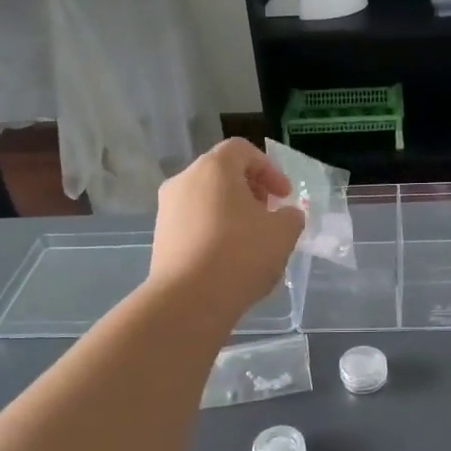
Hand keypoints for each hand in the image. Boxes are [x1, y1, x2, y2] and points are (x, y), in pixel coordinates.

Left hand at [149, 139, 304, 315]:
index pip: (242, 150)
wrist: (189, 300)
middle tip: (269, 215)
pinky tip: (229, 259)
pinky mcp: (160, 238)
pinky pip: (193, 223)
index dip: (269, 169)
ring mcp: (167, 210)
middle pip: (222, 174)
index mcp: (214, 168)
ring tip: (251, 240)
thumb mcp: (283, 233)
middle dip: (250, 190)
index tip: (284, 196)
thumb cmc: (241, 254)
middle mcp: (184, 181)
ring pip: (206, 199)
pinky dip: (214, 231)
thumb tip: (285, 215)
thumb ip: (290, 216)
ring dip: (231, 212)